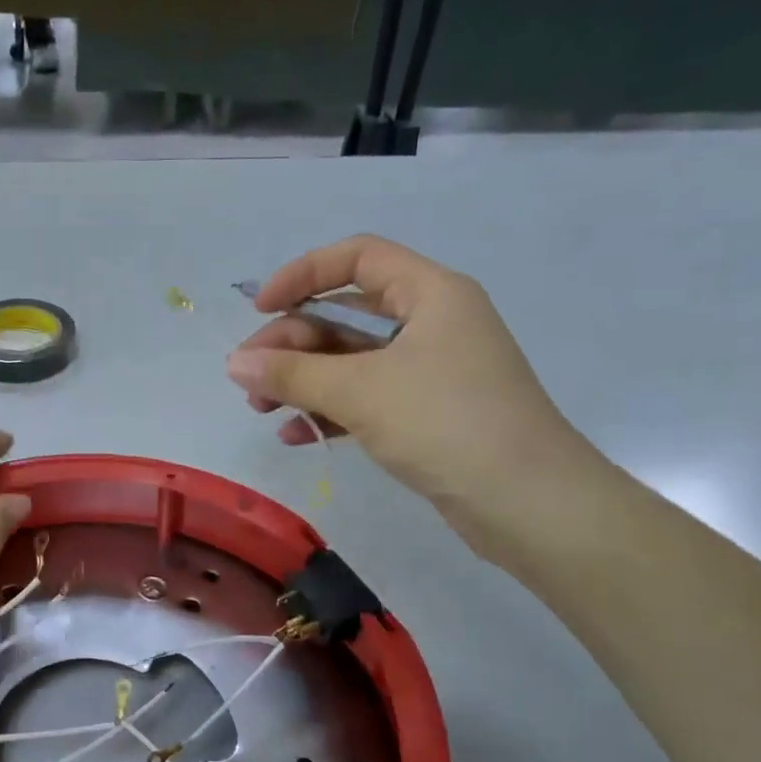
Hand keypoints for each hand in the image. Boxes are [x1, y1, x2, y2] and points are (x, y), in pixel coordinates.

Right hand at [227, 236, 597, 545]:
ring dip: (302, 381)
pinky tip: (295, 436)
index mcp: (429, 294)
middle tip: (250, 379)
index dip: (303, 275)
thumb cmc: (445, 423)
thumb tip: (233, 363)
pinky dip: (328, 411)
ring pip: (350, 361)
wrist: (527, 503)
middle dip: (292, 344)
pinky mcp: (426, 414)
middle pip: (345, 315)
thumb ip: (292, 373)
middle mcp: (431, 323)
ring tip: (261, 409)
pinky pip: (364, 399)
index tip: (259, 308)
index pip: (357, 258)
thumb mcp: (360, 391)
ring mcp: (429, 371)